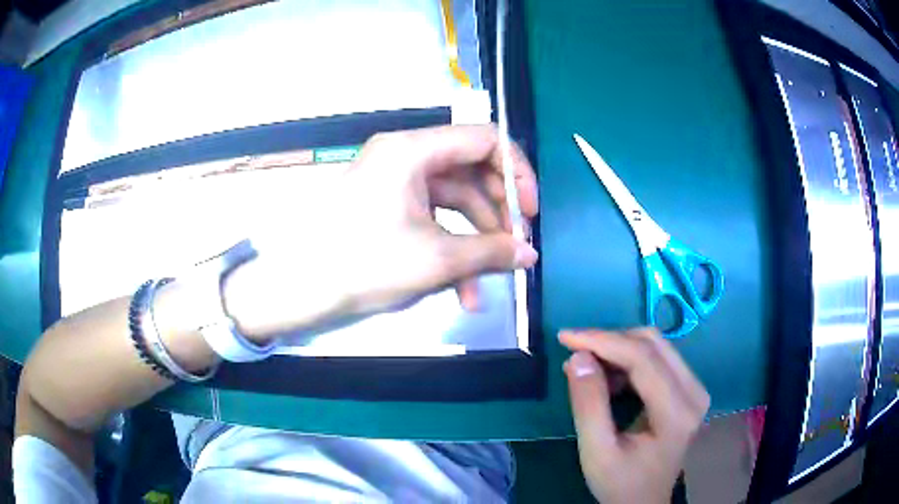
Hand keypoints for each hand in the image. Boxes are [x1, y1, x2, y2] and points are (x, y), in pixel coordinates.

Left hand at [224, 125, 538, 340]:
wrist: (301, 287)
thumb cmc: (364, 262)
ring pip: (455, 201)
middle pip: (471, 171)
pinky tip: (464, 290)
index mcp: (412, 150)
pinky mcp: (391, 205)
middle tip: (516, 247)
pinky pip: (434, 218)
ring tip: (490, 282)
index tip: (530, 211)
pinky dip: (452, 248)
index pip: (483, 139)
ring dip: (477, 241)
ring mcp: (396, 181)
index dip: (517, 171)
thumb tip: (529, 255)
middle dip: (498, 212)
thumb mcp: (436, 259)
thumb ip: (491, 252)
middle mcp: (405, 156)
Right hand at [560, 329, 709, 503]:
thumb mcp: (596, 452)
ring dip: (618, 350)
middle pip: (653, 343)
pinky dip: (628, 360)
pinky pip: (658, 358)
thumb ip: (588, 405)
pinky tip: (608, 379)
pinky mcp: (688, 389)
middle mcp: (694, 392)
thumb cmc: (620, 483)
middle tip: (574, 353)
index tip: (565, 337)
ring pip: (655, 346)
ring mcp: (695, 388)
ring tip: (587, 370)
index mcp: (677, 412)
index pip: (643, 358)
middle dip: (609, 341)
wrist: (643, 502)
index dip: (603, 341)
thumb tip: (578, 357)